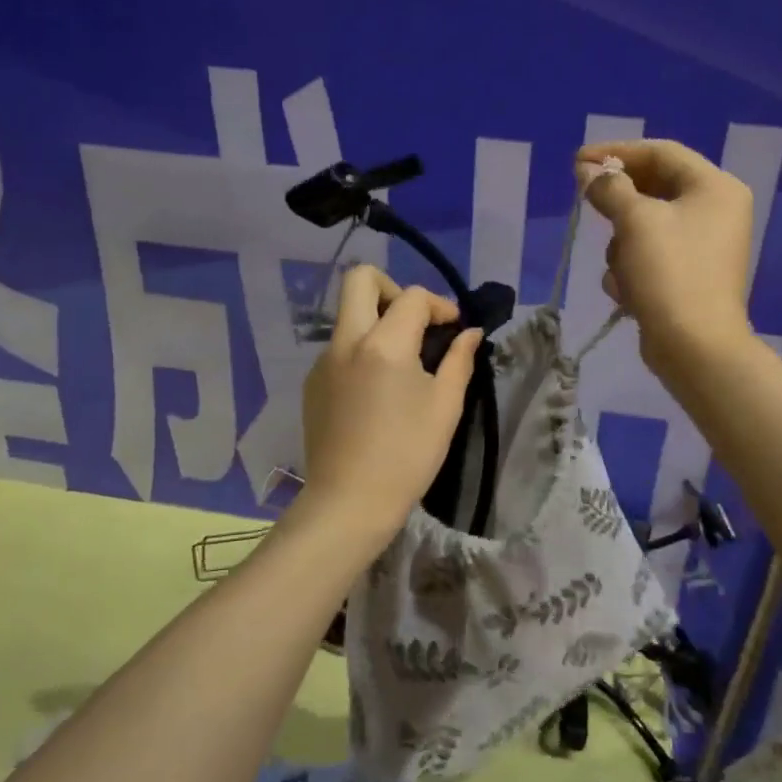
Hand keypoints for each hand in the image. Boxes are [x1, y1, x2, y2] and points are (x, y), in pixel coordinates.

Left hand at [299, 265, 482, 541]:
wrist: (349, 502)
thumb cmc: (407, 455)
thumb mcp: (445, 406)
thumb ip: (459, 360)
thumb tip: (469, 333)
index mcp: (384, 344)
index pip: (413, 296)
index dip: (440, 305)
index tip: (453, 328)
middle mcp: (347, 341)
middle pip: (360, 279)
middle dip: (392, 288)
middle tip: (414, 322)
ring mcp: (324, 361)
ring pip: (348, 315)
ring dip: (377, 321)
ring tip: (402, 362)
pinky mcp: (312, 383)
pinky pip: (339, 347)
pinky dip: (362, 350)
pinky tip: (377, 390)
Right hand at [577, 139, 755, 372]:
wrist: (694, 347)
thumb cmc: (670, 272)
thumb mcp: (635, 221)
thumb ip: (609, 187)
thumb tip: (586, 170)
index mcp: (715, 187)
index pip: (661, 152)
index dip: (616, 152)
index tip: (578, 161)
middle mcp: (715, 211)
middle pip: (654, 188)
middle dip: (618, 203)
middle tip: (585, 202)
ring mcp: (703, 246)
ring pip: (646, 225)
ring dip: (622, 244)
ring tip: (620, 267)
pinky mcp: (689, 276)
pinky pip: (651, 255)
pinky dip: (633, 269)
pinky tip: (627, 290)